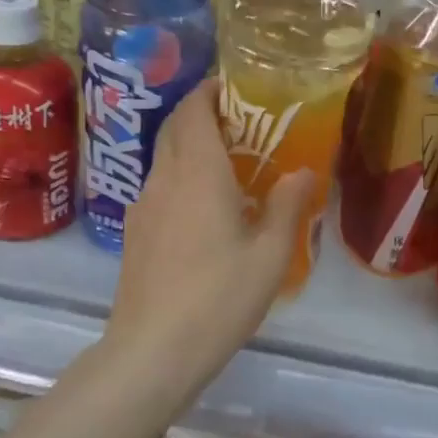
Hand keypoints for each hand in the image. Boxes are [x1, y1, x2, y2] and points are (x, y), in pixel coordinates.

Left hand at [105, 80, 313, 400]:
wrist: (152, 350)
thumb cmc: (218, 298)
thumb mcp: (270, 256)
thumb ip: (288, 207)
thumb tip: (303, 172)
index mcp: (198, 173)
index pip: (194, 111)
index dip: (209, 92)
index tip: (232, 87)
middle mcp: (164, 179)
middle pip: (175, 129)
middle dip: (200, 114)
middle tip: (239, 123)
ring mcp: (143, 207)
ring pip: (163, 159)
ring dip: (189, 148)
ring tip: (226, 165)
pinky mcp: (134, 234)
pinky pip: (158, 188)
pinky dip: (179, 178)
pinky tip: (202, 210)